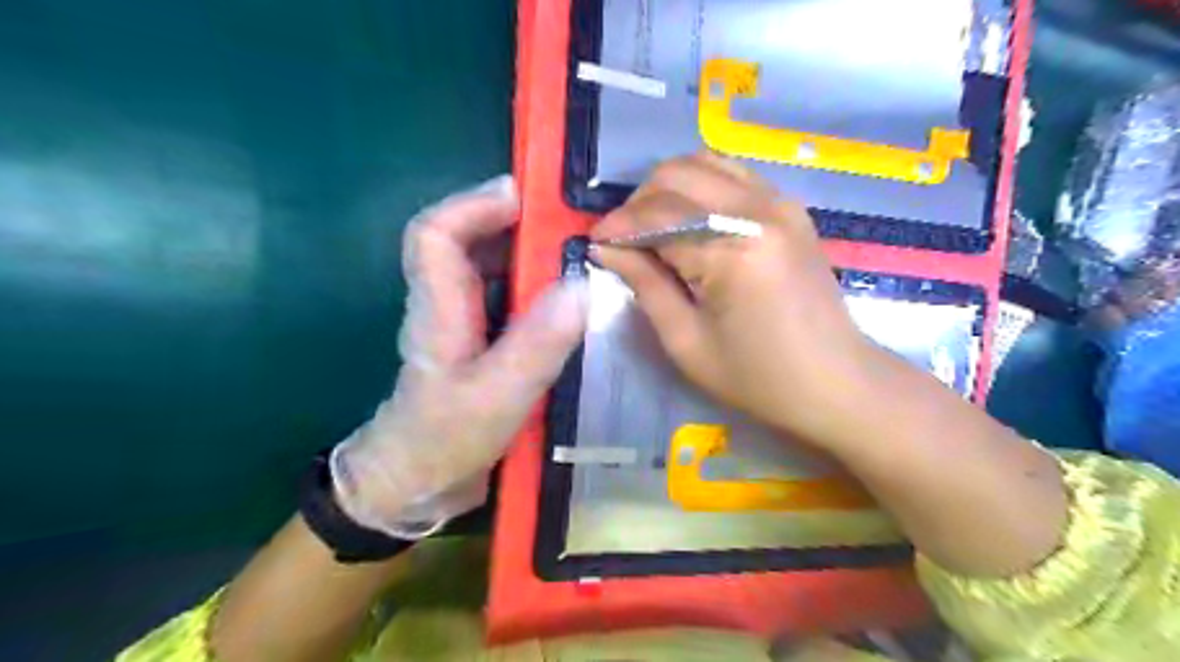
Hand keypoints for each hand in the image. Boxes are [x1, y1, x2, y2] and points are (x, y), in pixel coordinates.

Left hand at [329, 175, 585, 536]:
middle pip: (465, 240)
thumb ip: (535, 345)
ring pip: (487, 268)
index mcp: (438, 308)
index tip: (525, 197)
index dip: (474, 204)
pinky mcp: (480, 343)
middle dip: (512, 220)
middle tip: (568, 222)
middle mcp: (447, 305)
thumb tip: (581, 286)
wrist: (416, 488)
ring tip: (576, 252)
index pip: (435, 233)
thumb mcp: (495, 397)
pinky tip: (566, 298)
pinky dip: (533, 285)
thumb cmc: (443, 442)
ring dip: (527, 251)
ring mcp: (464, 324)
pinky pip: (505, 298)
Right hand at [591, 154, 883, 446]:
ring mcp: (780, 203)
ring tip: (654, 228)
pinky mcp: (791, 208)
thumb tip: (607, 248)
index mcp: (732, 250)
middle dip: (639, 201)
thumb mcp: (686, 342)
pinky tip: (691, 221)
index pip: (657, 216)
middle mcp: (758, 210)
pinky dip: (701, 188)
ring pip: (705, 163)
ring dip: (669, 189)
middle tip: (625, 239)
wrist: (836, 381)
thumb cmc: (757, 377)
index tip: (595, 243)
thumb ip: (645, 284)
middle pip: (678, 174)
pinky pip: (733, 175)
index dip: (618, 225)